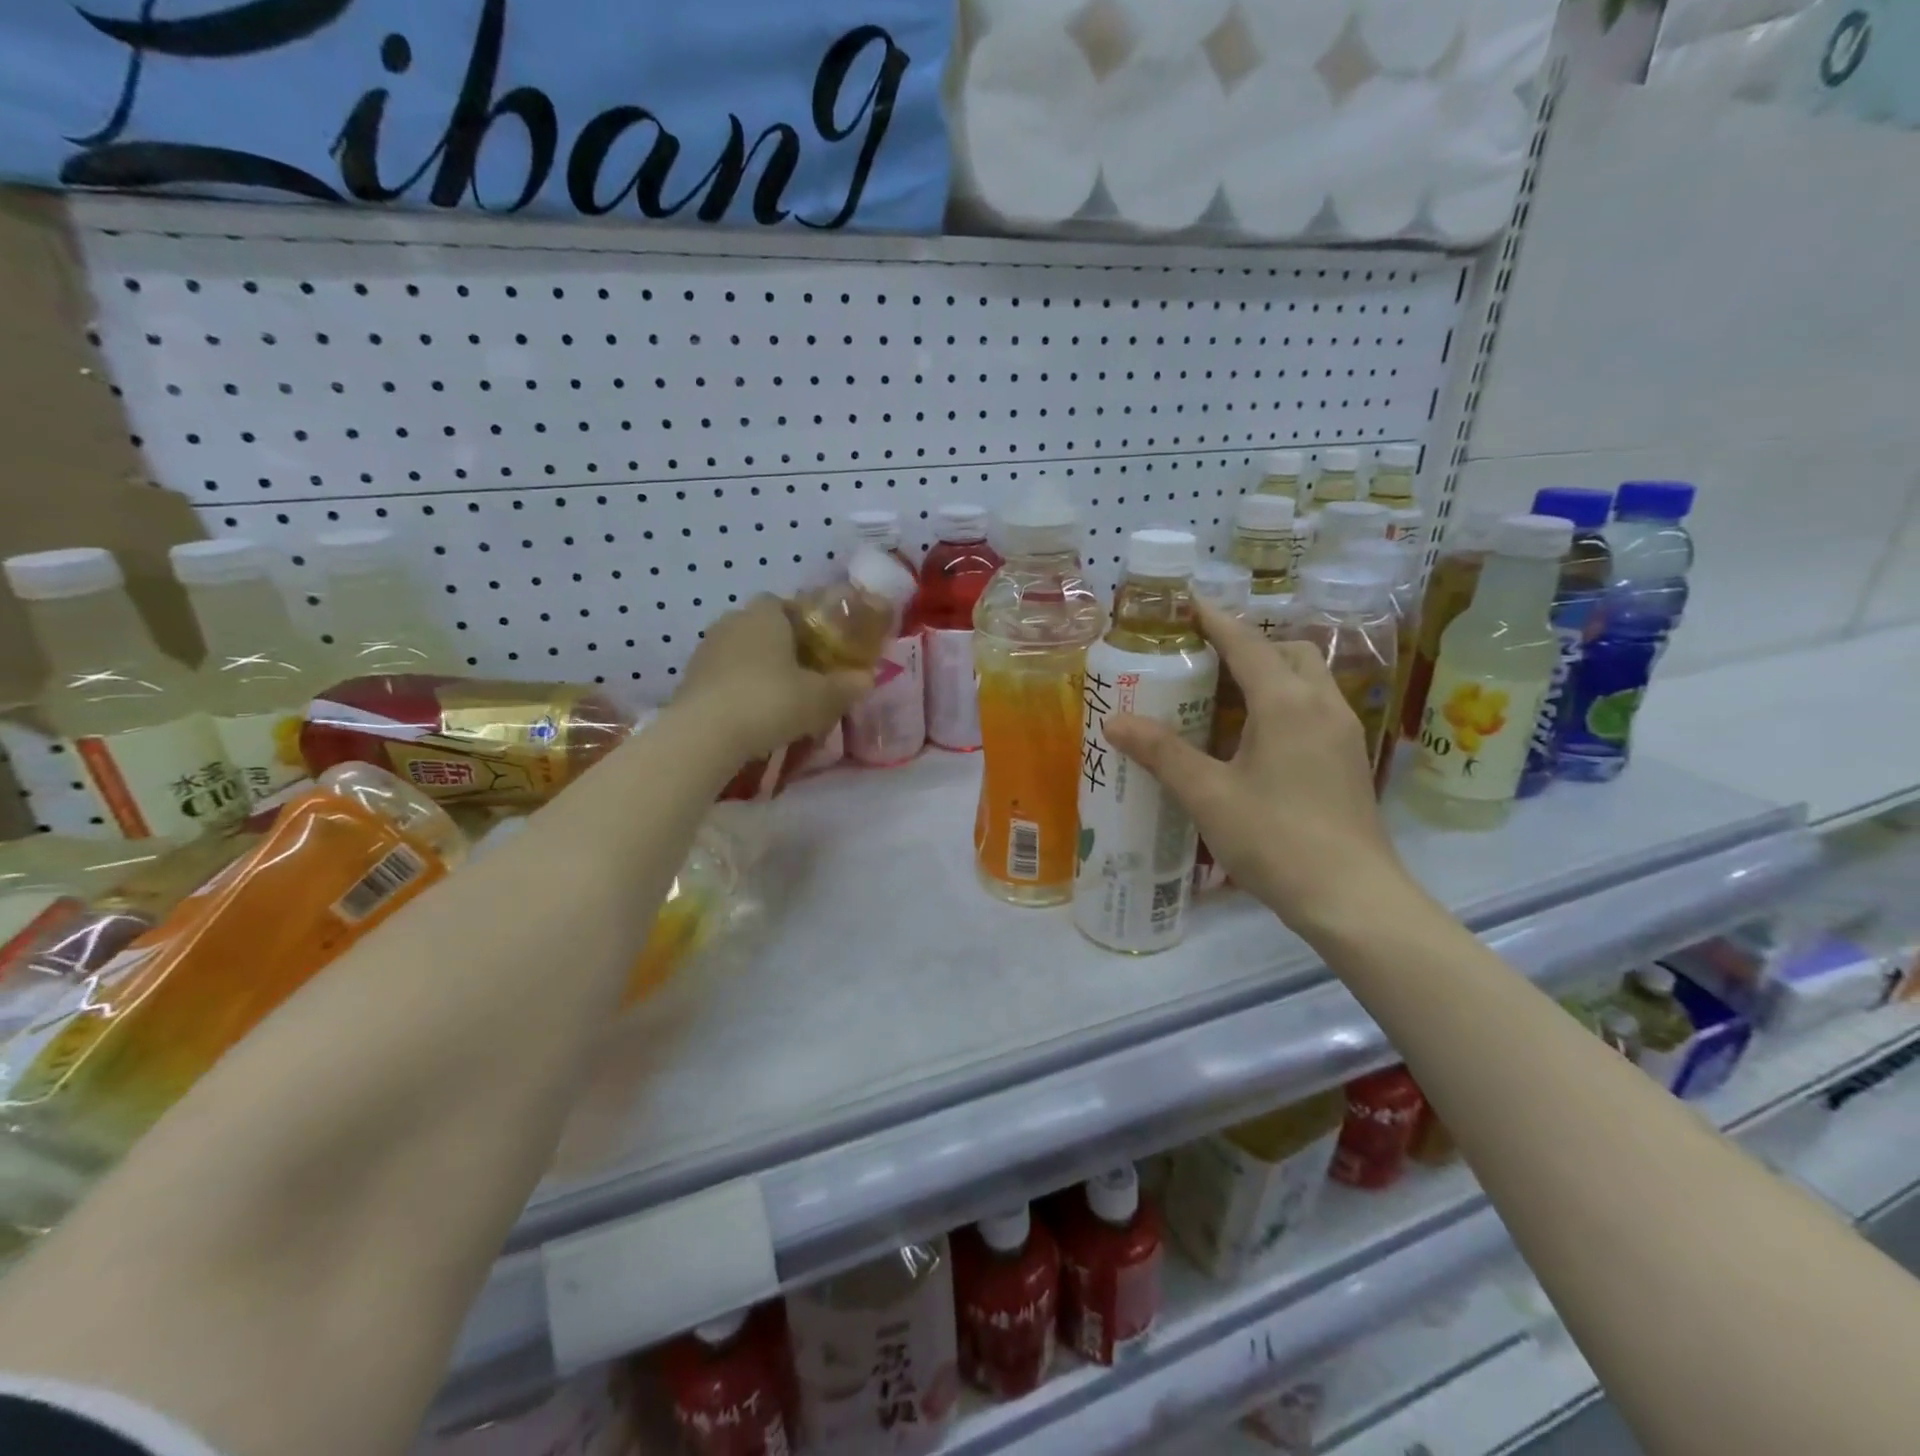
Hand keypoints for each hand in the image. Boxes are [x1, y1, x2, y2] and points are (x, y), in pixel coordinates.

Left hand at [674, 596, 872, 762]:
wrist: (704, 735)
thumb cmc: (771, 701)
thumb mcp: (822, 698)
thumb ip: (848, 686)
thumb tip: (867, 679)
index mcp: (765, 613)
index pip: (788, 604)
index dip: (808, 623)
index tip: (824, 649)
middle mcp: (732, 621)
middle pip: (764, 628)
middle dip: (784, 649)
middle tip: (806, 677)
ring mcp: (706, 650)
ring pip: (742, 654)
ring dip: (760, 671)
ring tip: (781, 701)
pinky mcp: (690, 679)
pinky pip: (725, 678)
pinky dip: (740, 691)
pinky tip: (754, 716)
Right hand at [1103, 601, 1416, 940]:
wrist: (1351, 897)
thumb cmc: (1275, 839)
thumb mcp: (1208, 795)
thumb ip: (1162, 753)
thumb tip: (1114, 720)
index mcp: (1286, 703)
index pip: (1246, 643)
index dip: (1214, 619)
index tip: (1186, 603)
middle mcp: (1321, 704)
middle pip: (1288, 652)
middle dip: (1249, 645)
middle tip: (1205, 661)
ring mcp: (1343, 732)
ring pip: (1308, 679)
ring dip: (1271, 673)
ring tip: (1226, 697)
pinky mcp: (1349, 759)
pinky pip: (1315, 708)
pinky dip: (1285, 702)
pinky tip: (1256, 739)